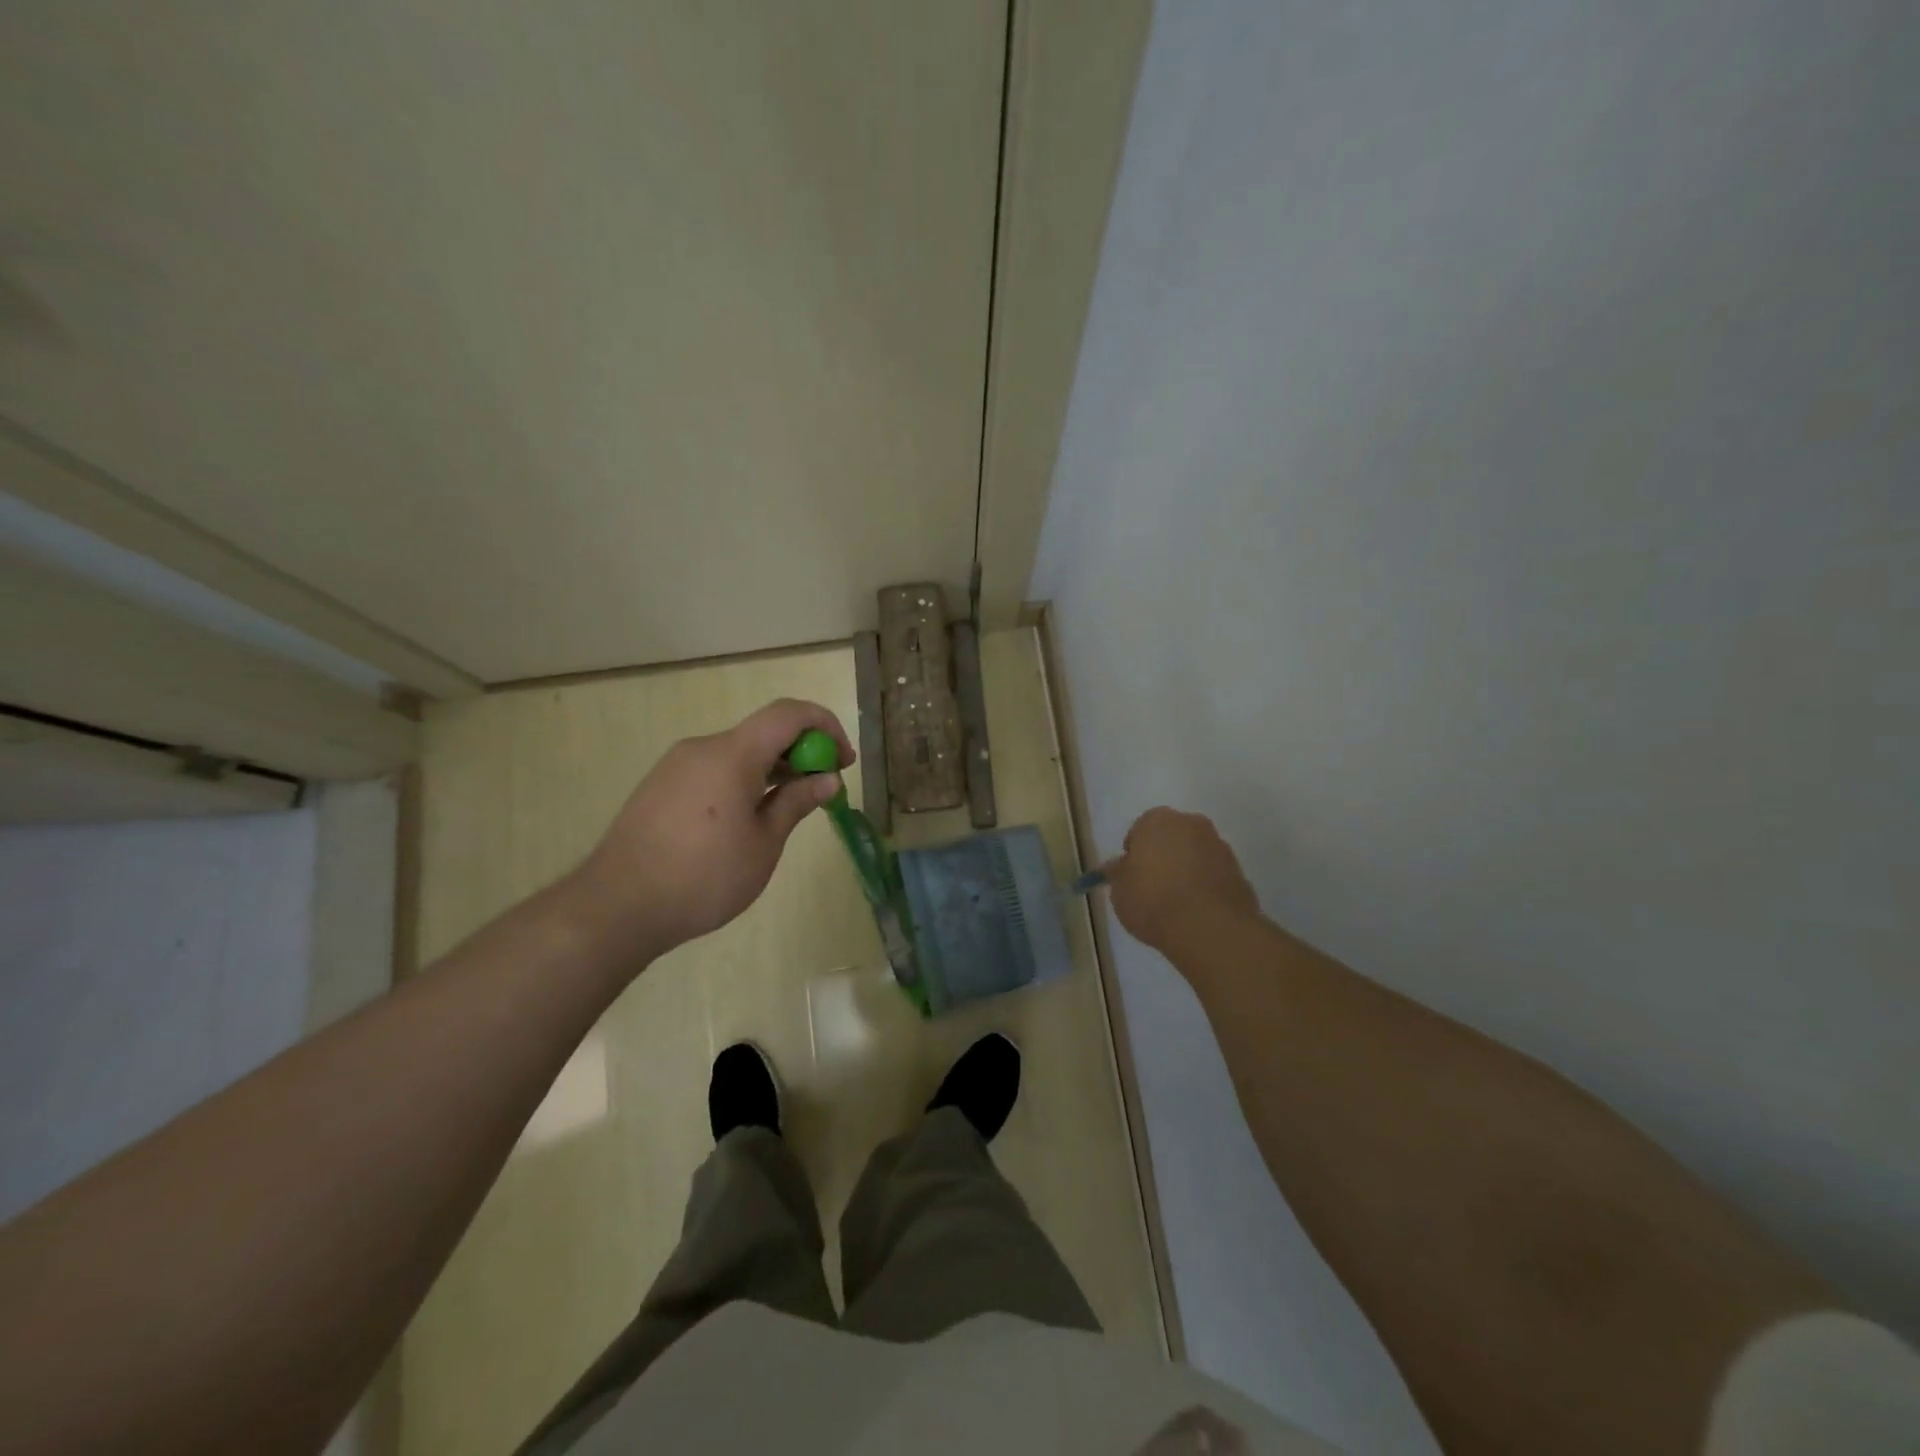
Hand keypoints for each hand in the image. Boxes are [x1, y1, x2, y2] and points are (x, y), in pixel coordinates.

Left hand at [564, 698, 853, 969]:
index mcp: (732, 754)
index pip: (789, 714)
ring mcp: (676, 765)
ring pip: (738, 752)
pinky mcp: (660, 786)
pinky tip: (746, 820)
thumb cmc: (703, 877)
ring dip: (772, 769)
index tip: (843, 761)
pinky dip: (743, 780)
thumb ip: (796, 802)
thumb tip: (827, 779)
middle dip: (801, 752)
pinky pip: (714, 769)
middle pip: (763, 732)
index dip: (825, 726)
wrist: (617, 907)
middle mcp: (702, 747)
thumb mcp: (763, 843)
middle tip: (822, 790)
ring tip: (788, 809)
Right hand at [1103, 808, 1260, 954]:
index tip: (1131, 878)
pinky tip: (1197, 911)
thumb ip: (1118, 874)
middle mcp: (1191, 823)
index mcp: (1157, 820)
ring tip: (1177, 904)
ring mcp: (1219, 846)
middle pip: (1171, 838)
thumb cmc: (1153, 900)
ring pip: (1195, 855)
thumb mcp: (1119, 891)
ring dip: (1187, 870)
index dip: (1134, 855)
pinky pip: (1214, 875)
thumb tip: (1115, 867)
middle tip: (1153, 888)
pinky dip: (1206, 886)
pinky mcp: (1239, 871)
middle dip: (1163, 857)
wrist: (1208, 927)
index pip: (1139, 830)